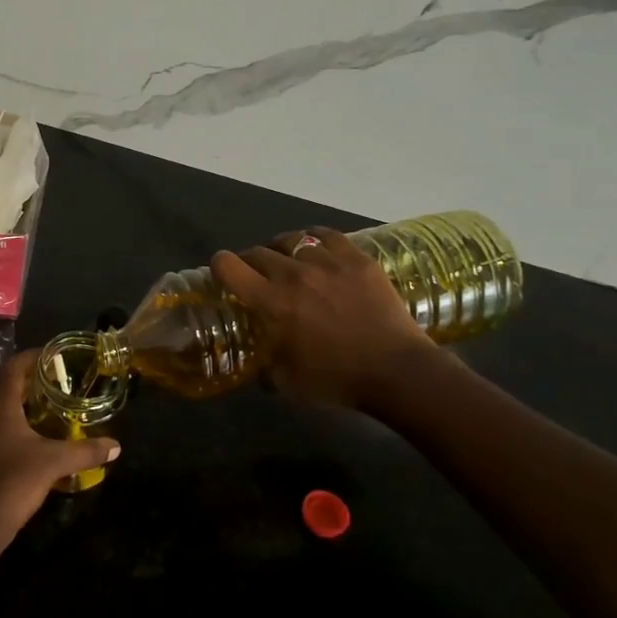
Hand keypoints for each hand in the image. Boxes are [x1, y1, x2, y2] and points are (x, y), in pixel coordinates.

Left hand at [0, 350, 119, 546]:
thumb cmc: (12, 482)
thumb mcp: (53, 464)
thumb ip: (85, 451)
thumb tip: (116, 446)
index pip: (14, 366)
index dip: (34, 357)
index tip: (54, 356)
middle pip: (6, 388)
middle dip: (32, 386)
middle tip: (59, 388)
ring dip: (21, 409)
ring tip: (49, 415)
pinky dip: (10, 428)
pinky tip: (30, 444)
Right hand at [211, 227, 435, 409]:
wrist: (397, 371)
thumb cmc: (336, 380)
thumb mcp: (287, 382)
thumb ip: (265, 368)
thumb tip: (258, 366)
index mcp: (271, 302)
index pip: (229, 266)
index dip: (219, 265)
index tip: (222, 271)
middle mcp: (293, 274)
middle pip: (258, 251)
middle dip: (251, 261)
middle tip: (257, 275)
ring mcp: (328, 262)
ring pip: (292, 240)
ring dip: (284, 250)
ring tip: (290, 261)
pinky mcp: (357, 259)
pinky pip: (327, 235)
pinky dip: (315, 239)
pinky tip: (318, 250)